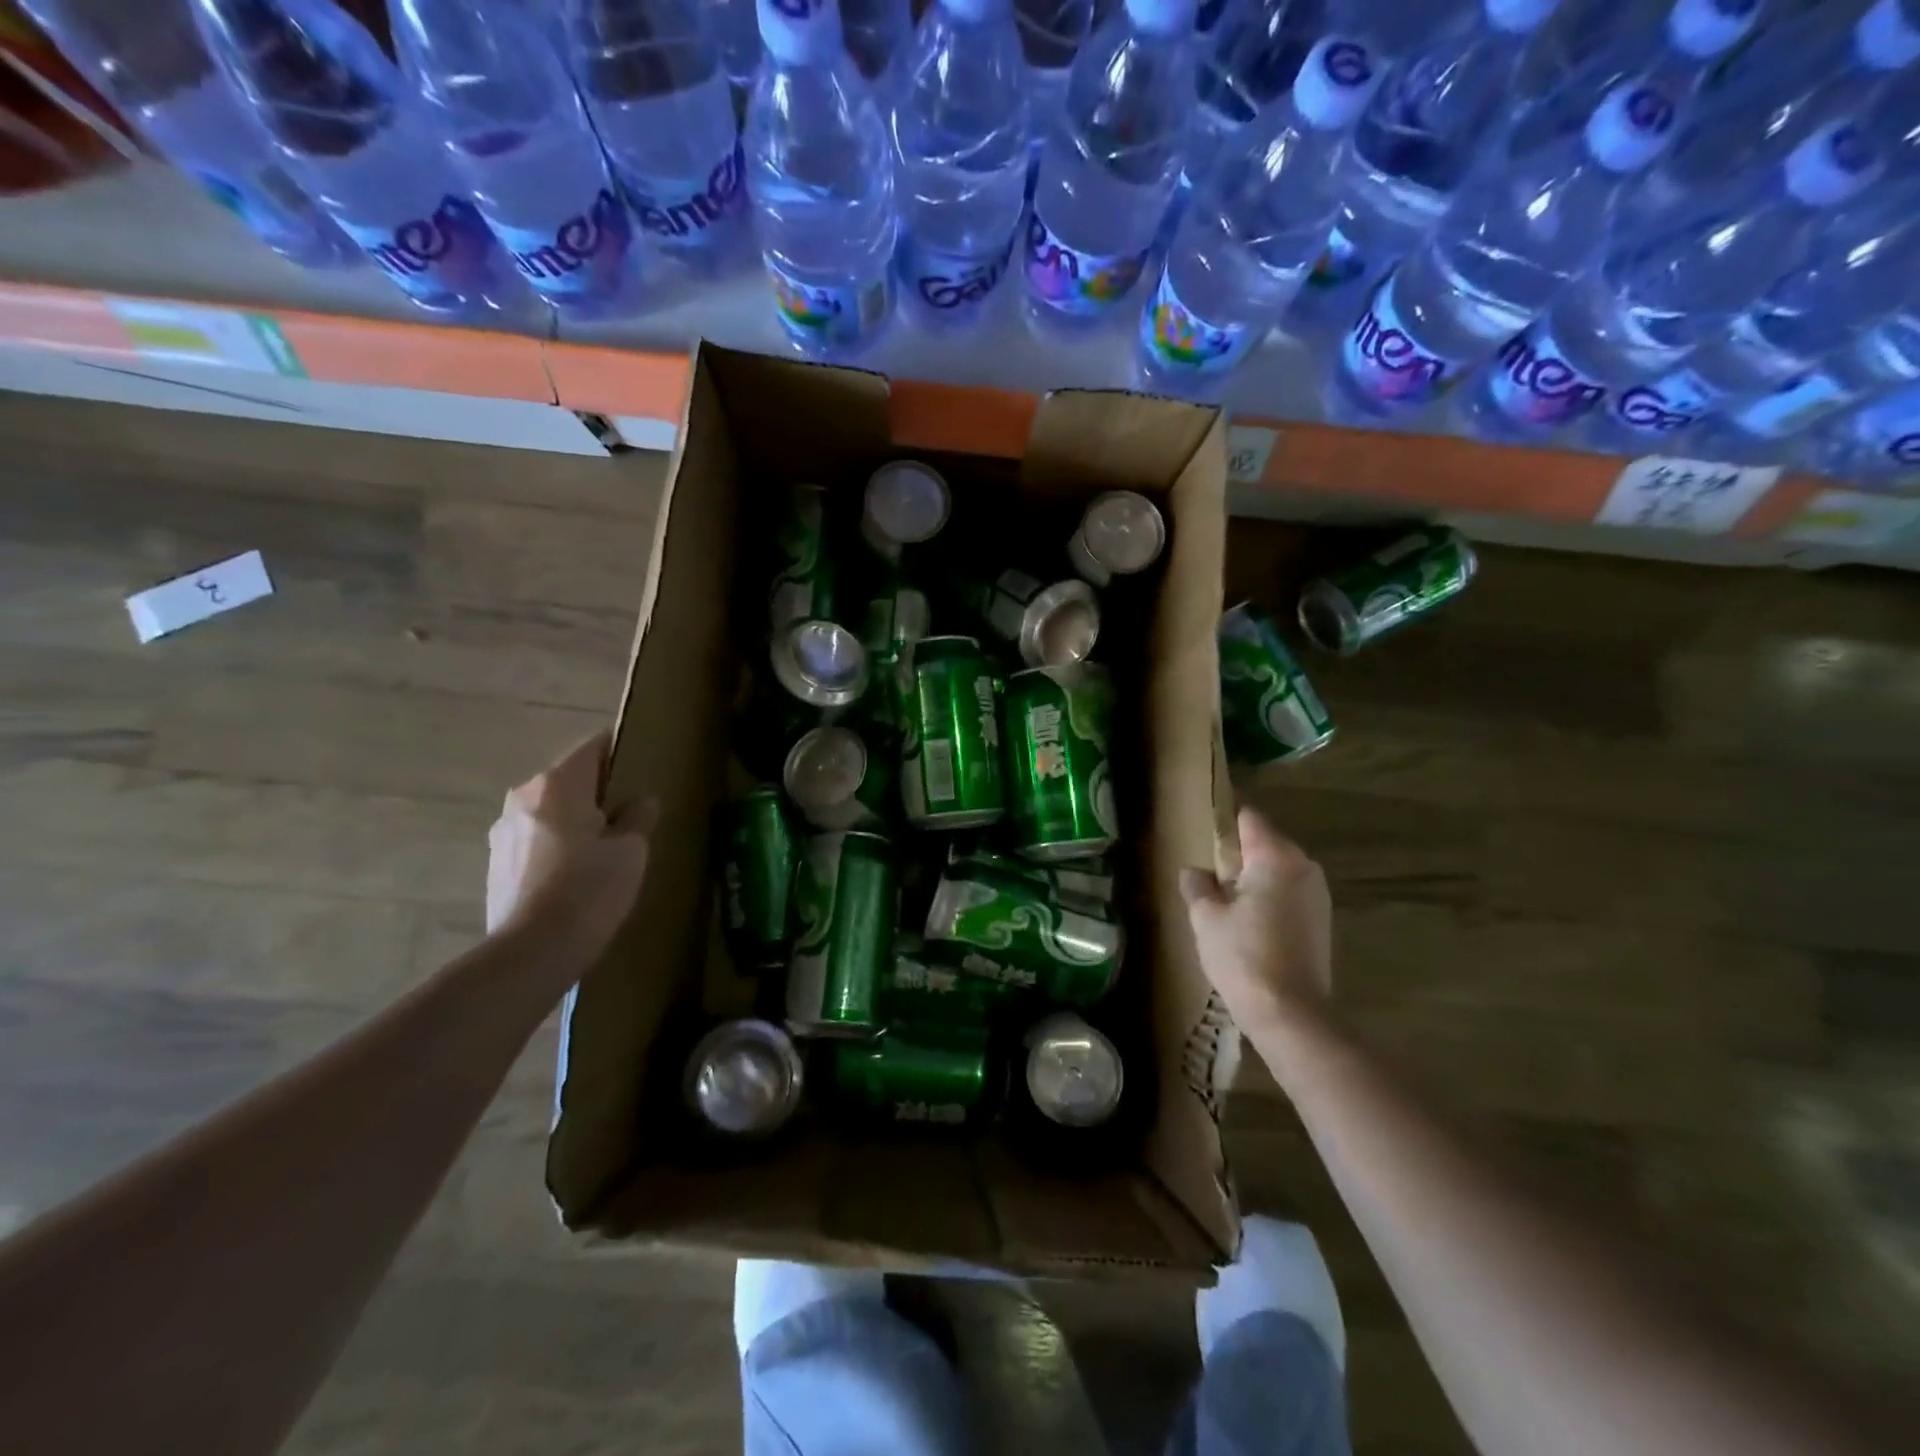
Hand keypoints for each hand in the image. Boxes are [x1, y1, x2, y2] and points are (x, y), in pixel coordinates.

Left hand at [486, 732, 654, 958]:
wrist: (532, 952)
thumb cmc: (589, 890)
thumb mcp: (631, 850)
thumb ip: (638, 816)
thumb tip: (640, 802)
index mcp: (558, 784)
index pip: (594, 746)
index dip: (621, 750)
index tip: (642, 765)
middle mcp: (524, 796)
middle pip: (570, 778)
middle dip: (599, 790)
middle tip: (631, 813)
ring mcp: (504, 829)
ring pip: (552, 809)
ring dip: (576, 818)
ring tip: (604, 848)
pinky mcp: (496, 861)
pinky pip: (537, 837)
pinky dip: (558, 844)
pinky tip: (577, 873)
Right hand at [1181, 807, 1332, 1034]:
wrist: (1290, 1014)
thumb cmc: (1243, 956)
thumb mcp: (1206, 918)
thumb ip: (1197, 886)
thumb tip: (1194, 871)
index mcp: (1275, 856)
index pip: (1249, 818)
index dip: (1224, 817)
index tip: (1204, 825)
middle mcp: (1303, 866)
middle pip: (1266, 843)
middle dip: (1238, 851)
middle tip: (1207, 869)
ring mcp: (1318, 894)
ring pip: (1278, 870)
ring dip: (1254, 876)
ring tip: (1225, 899)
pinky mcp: (1322, 921)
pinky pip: (1289, 893)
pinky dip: (1269, 897)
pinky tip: (1249, 921)